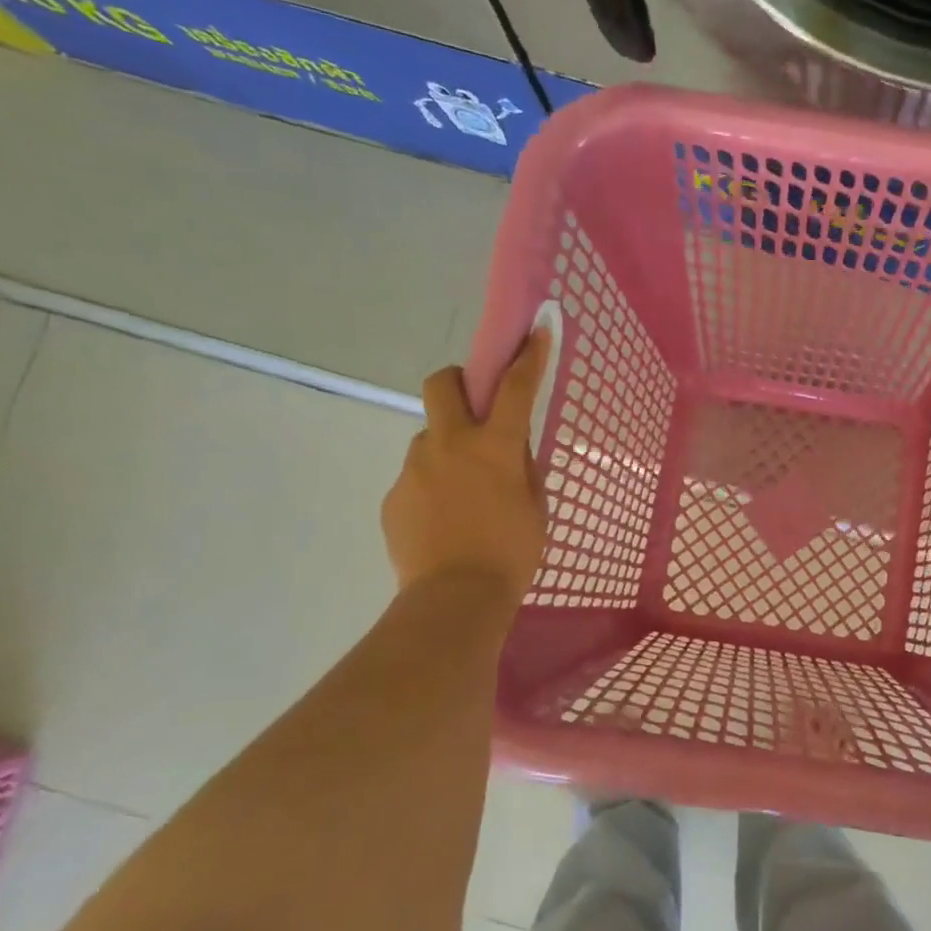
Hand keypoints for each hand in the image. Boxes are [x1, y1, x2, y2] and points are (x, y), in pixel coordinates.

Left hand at [382, 330, 550, 611]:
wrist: (454, 599)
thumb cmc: (511, 553)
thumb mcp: (535, 506)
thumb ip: (522, 468)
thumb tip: (510, 448)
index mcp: (494, 447)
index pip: (515, 387)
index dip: (528, 355)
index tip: (534, 330)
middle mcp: (450, 445)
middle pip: (442, 384)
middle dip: (459, 382)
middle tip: (475, 407)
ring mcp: (415, 468)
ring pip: (429, 436)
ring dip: (447, 446)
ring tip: (462, 488)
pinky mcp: (394, 495)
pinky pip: (416, 476)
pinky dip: (432, 484)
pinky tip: (444, 518)